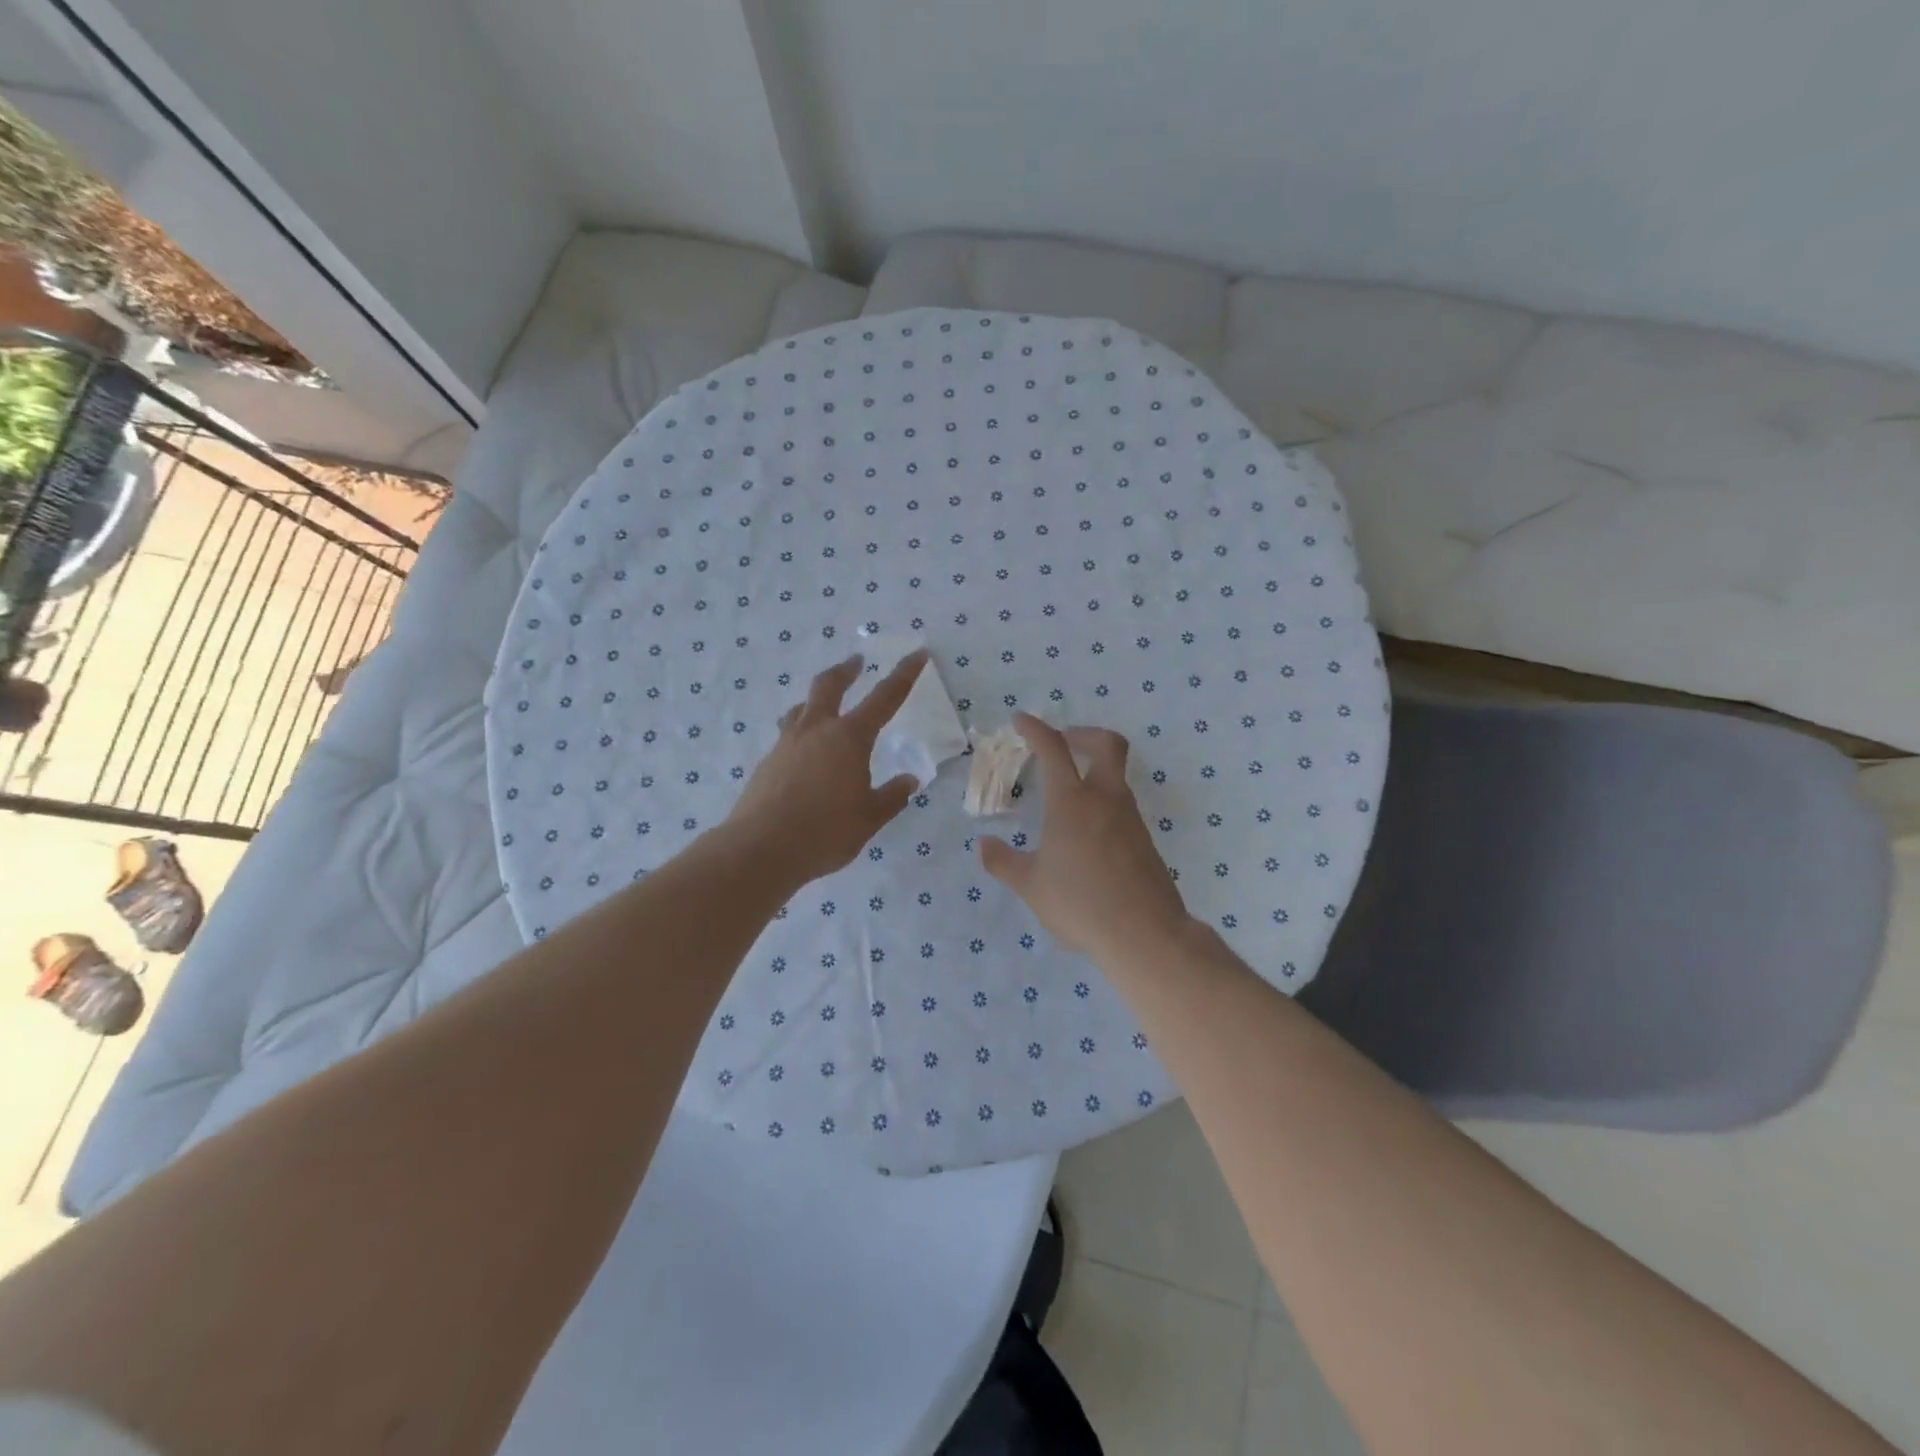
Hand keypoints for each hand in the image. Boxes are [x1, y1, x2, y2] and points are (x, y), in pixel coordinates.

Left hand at [727, 650, 926, 885]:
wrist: (760, 849)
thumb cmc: (825, 832)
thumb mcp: (869, 817)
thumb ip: (892, 797)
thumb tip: (909, 780)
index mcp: (849, 738)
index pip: (884, 698)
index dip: (903, 674)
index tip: (916, 654)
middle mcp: (816, 731)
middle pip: (829, 685)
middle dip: (846, 671)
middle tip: (856, 662)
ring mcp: (786, 744)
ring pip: (801, 709)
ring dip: (816, 700)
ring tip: (823, 707)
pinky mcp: (767, 763)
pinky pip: (788, 736)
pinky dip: (801, 733)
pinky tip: (805, 756)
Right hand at [978, 714, 1192, 962]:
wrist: (1145, 933)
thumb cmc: (1080, 904)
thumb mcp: (1031, 886)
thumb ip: (1004, 862)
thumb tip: (983, 845)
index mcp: (1071, 802)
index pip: (1053, 749)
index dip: (1035, 729)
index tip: (1021, 720)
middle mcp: (1105, 799)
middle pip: (1106, 744)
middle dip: (1082, 734)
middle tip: (1062, 745)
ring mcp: (1130, 818)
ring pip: (1116, 776)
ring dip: (1093, 771)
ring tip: (1066, 798)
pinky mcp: (1144, 839)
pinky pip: (1122, 806)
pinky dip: (1103, 802)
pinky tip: (1086, 835)